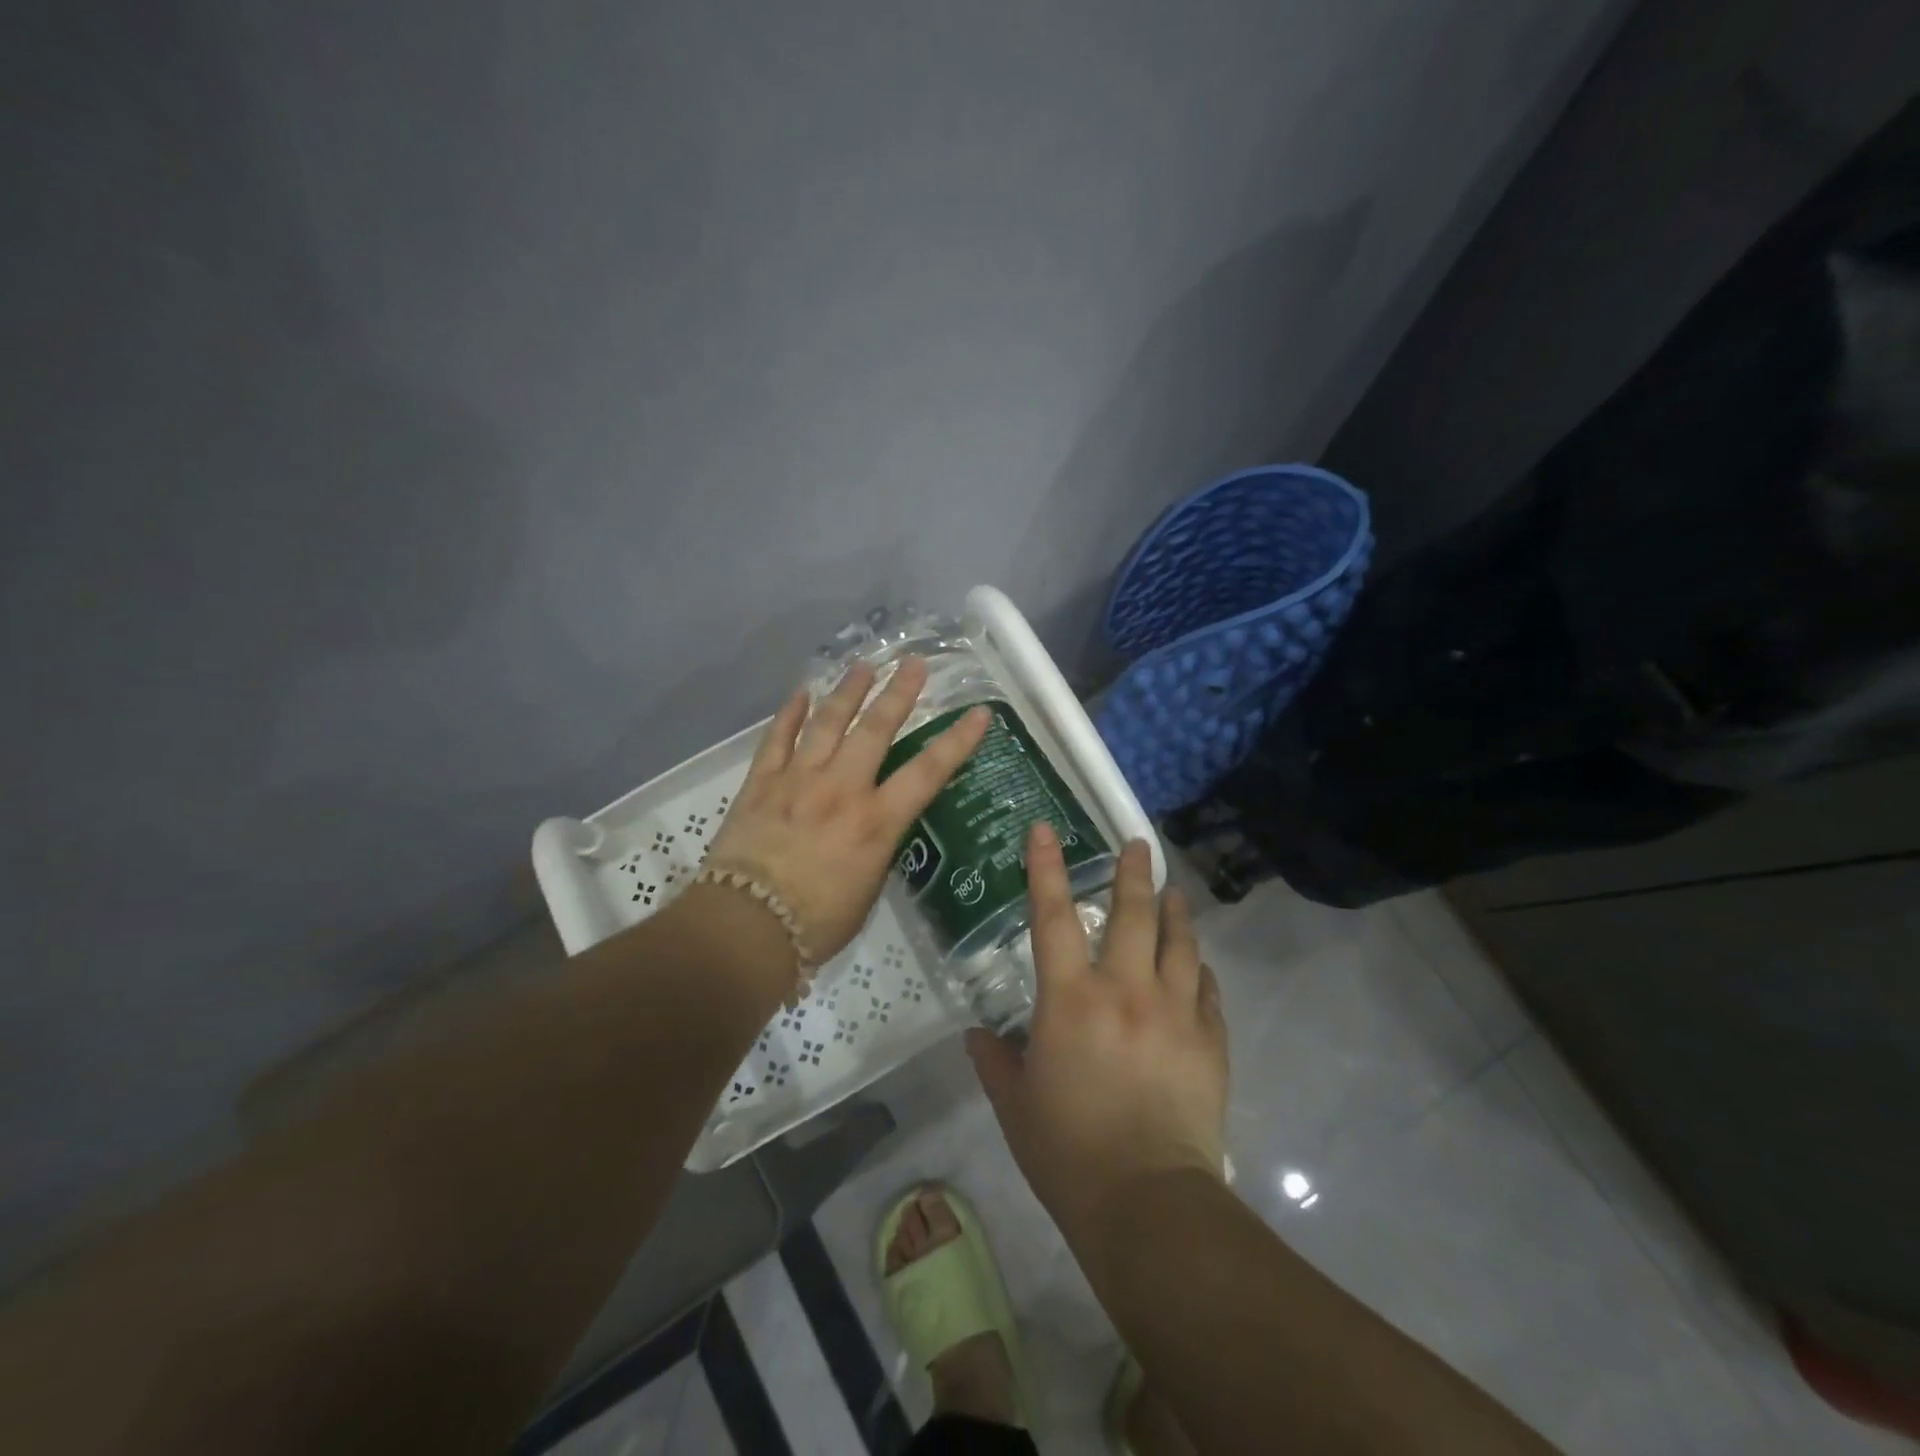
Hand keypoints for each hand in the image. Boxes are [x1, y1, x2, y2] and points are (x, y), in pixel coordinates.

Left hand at [705, 658, 989, 963]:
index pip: (928, 772)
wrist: (745, 927)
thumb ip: (877, 848)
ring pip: (827, 723)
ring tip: (864, 666)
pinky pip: (777, 739)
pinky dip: (789, 713)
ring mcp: (798, 780)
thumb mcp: (868, 889)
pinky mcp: (761, 783)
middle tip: (913, 663)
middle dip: (898, 693)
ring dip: (848, 691)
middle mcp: (842, 789)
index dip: (957, 741)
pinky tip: (800, 691)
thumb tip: (878, 826)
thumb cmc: (816, 922)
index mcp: (876, 822)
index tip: (978, 713)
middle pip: (875, 729)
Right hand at [967, 825, 1228, 1240]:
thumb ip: (995, 1062)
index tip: (1045, 829)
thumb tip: (978, 1035)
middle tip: (1139, 844)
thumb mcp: (1016, 1106)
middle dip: (1134, 873)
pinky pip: (1207, 992)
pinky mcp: (1209, 1042)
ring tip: (1175, 892)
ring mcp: (1175, 1013)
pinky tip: (1197, 966)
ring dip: (1176, 911)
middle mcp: (1125, 991)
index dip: (1046, 868)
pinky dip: (1200, 972)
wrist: (1149, 1203)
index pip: (1052, 917)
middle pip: (1134, 915)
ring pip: (1180, 944)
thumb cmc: (1069, 1152)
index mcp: (1071, 1000)